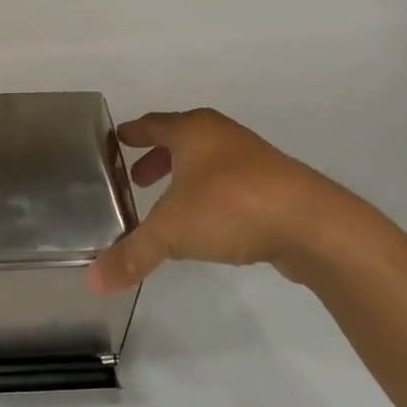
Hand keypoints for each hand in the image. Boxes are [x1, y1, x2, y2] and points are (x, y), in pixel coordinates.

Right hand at [88, 108, 359, 292]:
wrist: (314, 225)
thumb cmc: (231, 207)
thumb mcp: (171, 232)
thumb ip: (132, 254)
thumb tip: (92, 283)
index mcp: (193, 131)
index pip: (153, 124)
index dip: (133, 133)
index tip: (117, 139)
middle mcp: (222, 136)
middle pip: (181, 139)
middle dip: (157, 158)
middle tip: (137, 179)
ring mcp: (253, 159)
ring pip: (208, 161)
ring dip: (186, 177)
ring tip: (169, 203)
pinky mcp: (275, 186)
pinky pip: (230, 183)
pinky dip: (211, 194)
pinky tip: (207, 223)